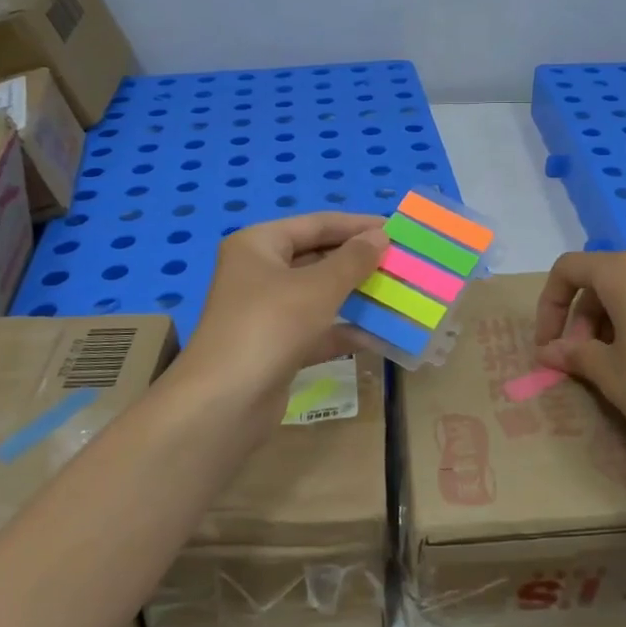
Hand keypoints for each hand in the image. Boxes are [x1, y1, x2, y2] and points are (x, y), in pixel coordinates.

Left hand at [173, 212, 388, 418]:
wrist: (225, 402)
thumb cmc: (270, 326)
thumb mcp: (318, 287)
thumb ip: (353, 260)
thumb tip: (380, 235)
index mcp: (258, 245)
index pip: (316, 224)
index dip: (356, 225)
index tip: (396, 228)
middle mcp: (258, 272)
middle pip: (316, 257)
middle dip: (358, 262)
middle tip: (400, 263)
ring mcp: (266, 312)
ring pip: (318, 295)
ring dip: (355, 296)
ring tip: (396, 293)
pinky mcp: (275, 346)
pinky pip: (317, 329)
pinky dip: (344, 330)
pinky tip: (378, 335)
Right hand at [532, 250, 625, 485]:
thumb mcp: (610, 374)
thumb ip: (574, 354)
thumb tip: (548, 351)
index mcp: (624, 273)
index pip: (569, 269)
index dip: (549, 305)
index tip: (546, 346)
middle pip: (598, 280)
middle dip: (577, 318)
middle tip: (575, 363)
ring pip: (624, 293)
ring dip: (602, 325)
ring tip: (603, 368)